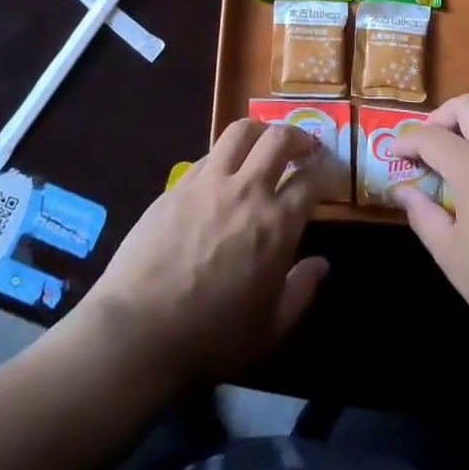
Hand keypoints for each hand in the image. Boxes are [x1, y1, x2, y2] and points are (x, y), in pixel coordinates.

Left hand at [75, 119, 329, 392]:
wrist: (138, 331)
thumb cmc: (211, 338)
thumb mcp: (269, 329)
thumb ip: (301, 292)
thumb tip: (321, 265)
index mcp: (277, 224)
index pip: (311, 179)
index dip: (326, 170)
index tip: (330, 171)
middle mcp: (247, 191)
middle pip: (279, 139)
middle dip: (298, 136)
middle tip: (304, 147)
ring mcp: (209, 182)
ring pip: (241, 131)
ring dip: (260, 130)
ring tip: (264, 143)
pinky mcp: (177, 184)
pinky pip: (210, 154)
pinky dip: (226, 153)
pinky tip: (225, 170)